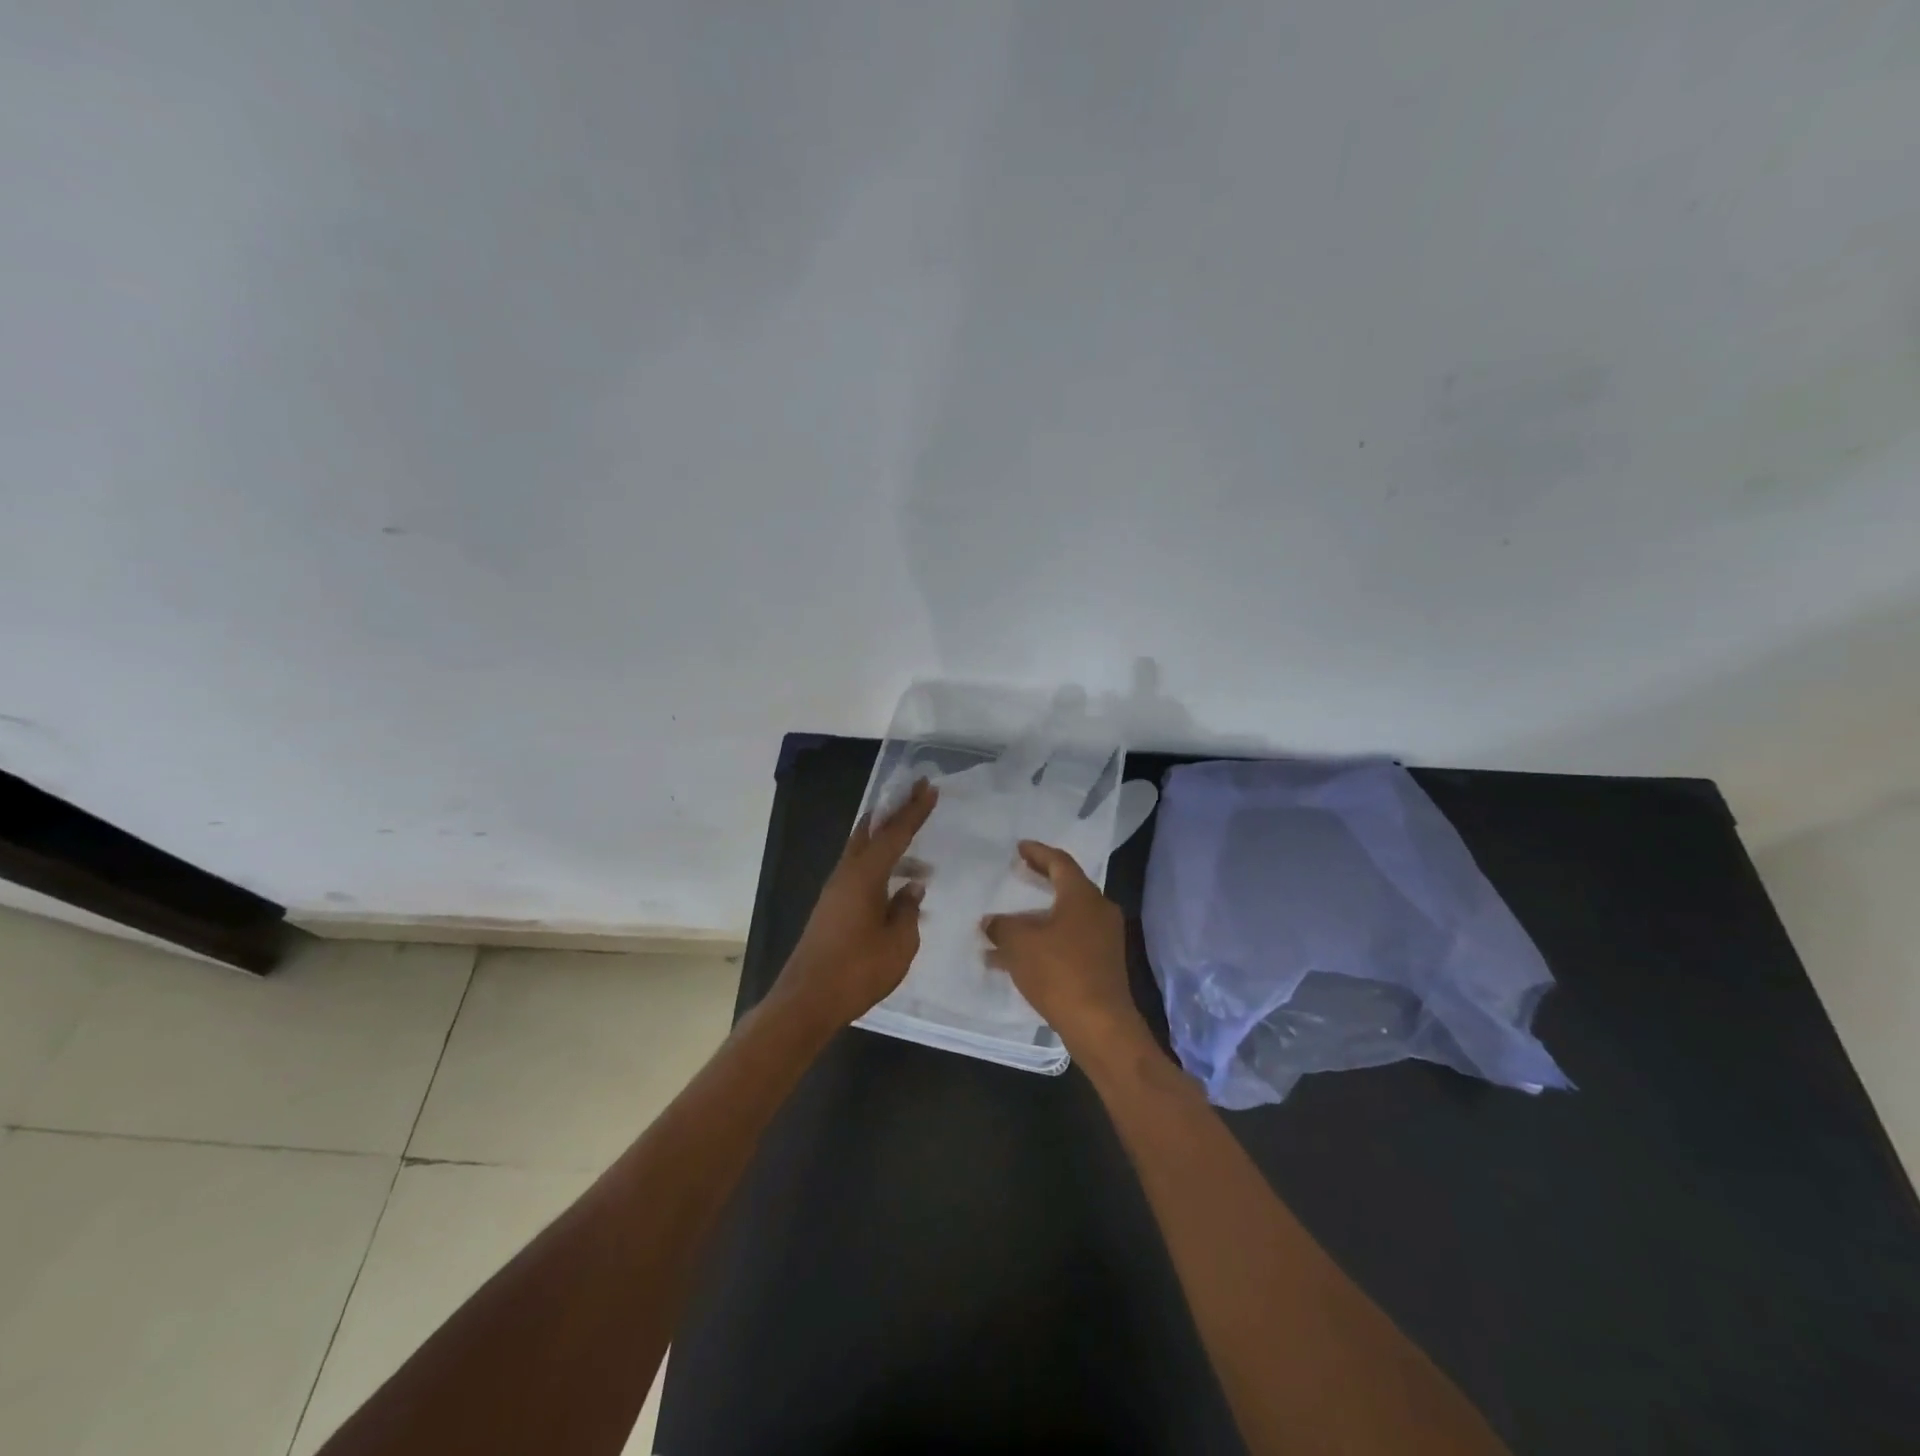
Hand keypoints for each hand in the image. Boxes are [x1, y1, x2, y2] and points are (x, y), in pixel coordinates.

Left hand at [776, 779, 936, 1029]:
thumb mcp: (899, 943)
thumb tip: (911, 887)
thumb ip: (908, 910)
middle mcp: (846, 875)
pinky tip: (896, 885)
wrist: (806, 1001)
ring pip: (862, 852)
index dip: (914, 811)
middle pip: (870, 831)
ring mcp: (834, 891)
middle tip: (914, 794)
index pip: (895, 834)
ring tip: (918, 852)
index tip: (928, 787)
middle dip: (893, 812)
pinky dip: (879, 865)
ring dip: (887, 843)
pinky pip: (859, 872)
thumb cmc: (857, 971)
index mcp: (864, 876)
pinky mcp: (831, 908)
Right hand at [981, 841, 1148, 1057]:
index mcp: (1082, 896)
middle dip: (1040, 881)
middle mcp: (1098, 911)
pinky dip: (1044, 941)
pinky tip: (1016, 959)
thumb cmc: (1059, 971)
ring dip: (1037, 918)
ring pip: (1065, 918)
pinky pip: (1068, 941)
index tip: (1020, 847)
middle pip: (1066, 887)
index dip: (1038, 852)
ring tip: (1007, 921)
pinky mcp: (1101, 964)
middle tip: (1019, 872)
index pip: (1060, 862)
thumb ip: (1002, 926)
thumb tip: (990, 921)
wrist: (1099, 1024)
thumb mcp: (1019, 943)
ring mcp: (1103, 939)